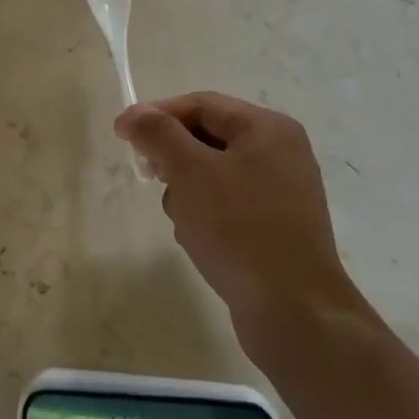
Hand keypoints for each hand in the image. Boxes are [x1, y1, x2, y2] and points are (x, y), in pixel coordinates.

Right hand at [116, 93, 361, 358]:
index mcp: (268, 128)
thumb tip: (135, 114)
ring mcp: (281, 192)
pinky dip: (206, 215)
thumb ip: (159, 135)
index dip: (157, 114)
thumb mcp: (191, 172)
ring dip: (187, 190)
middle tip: (150, 177)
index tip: (121, 135)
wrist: (296, 314)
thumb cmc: (241, 230)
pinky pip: (228, 205)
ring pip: (213, 174)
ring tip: (183, 219)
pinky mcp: (276, 227)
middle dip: (173, 157)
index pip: (201, 104)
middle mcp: (280, 152)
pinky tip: (200, 240)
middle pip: (208, 137)